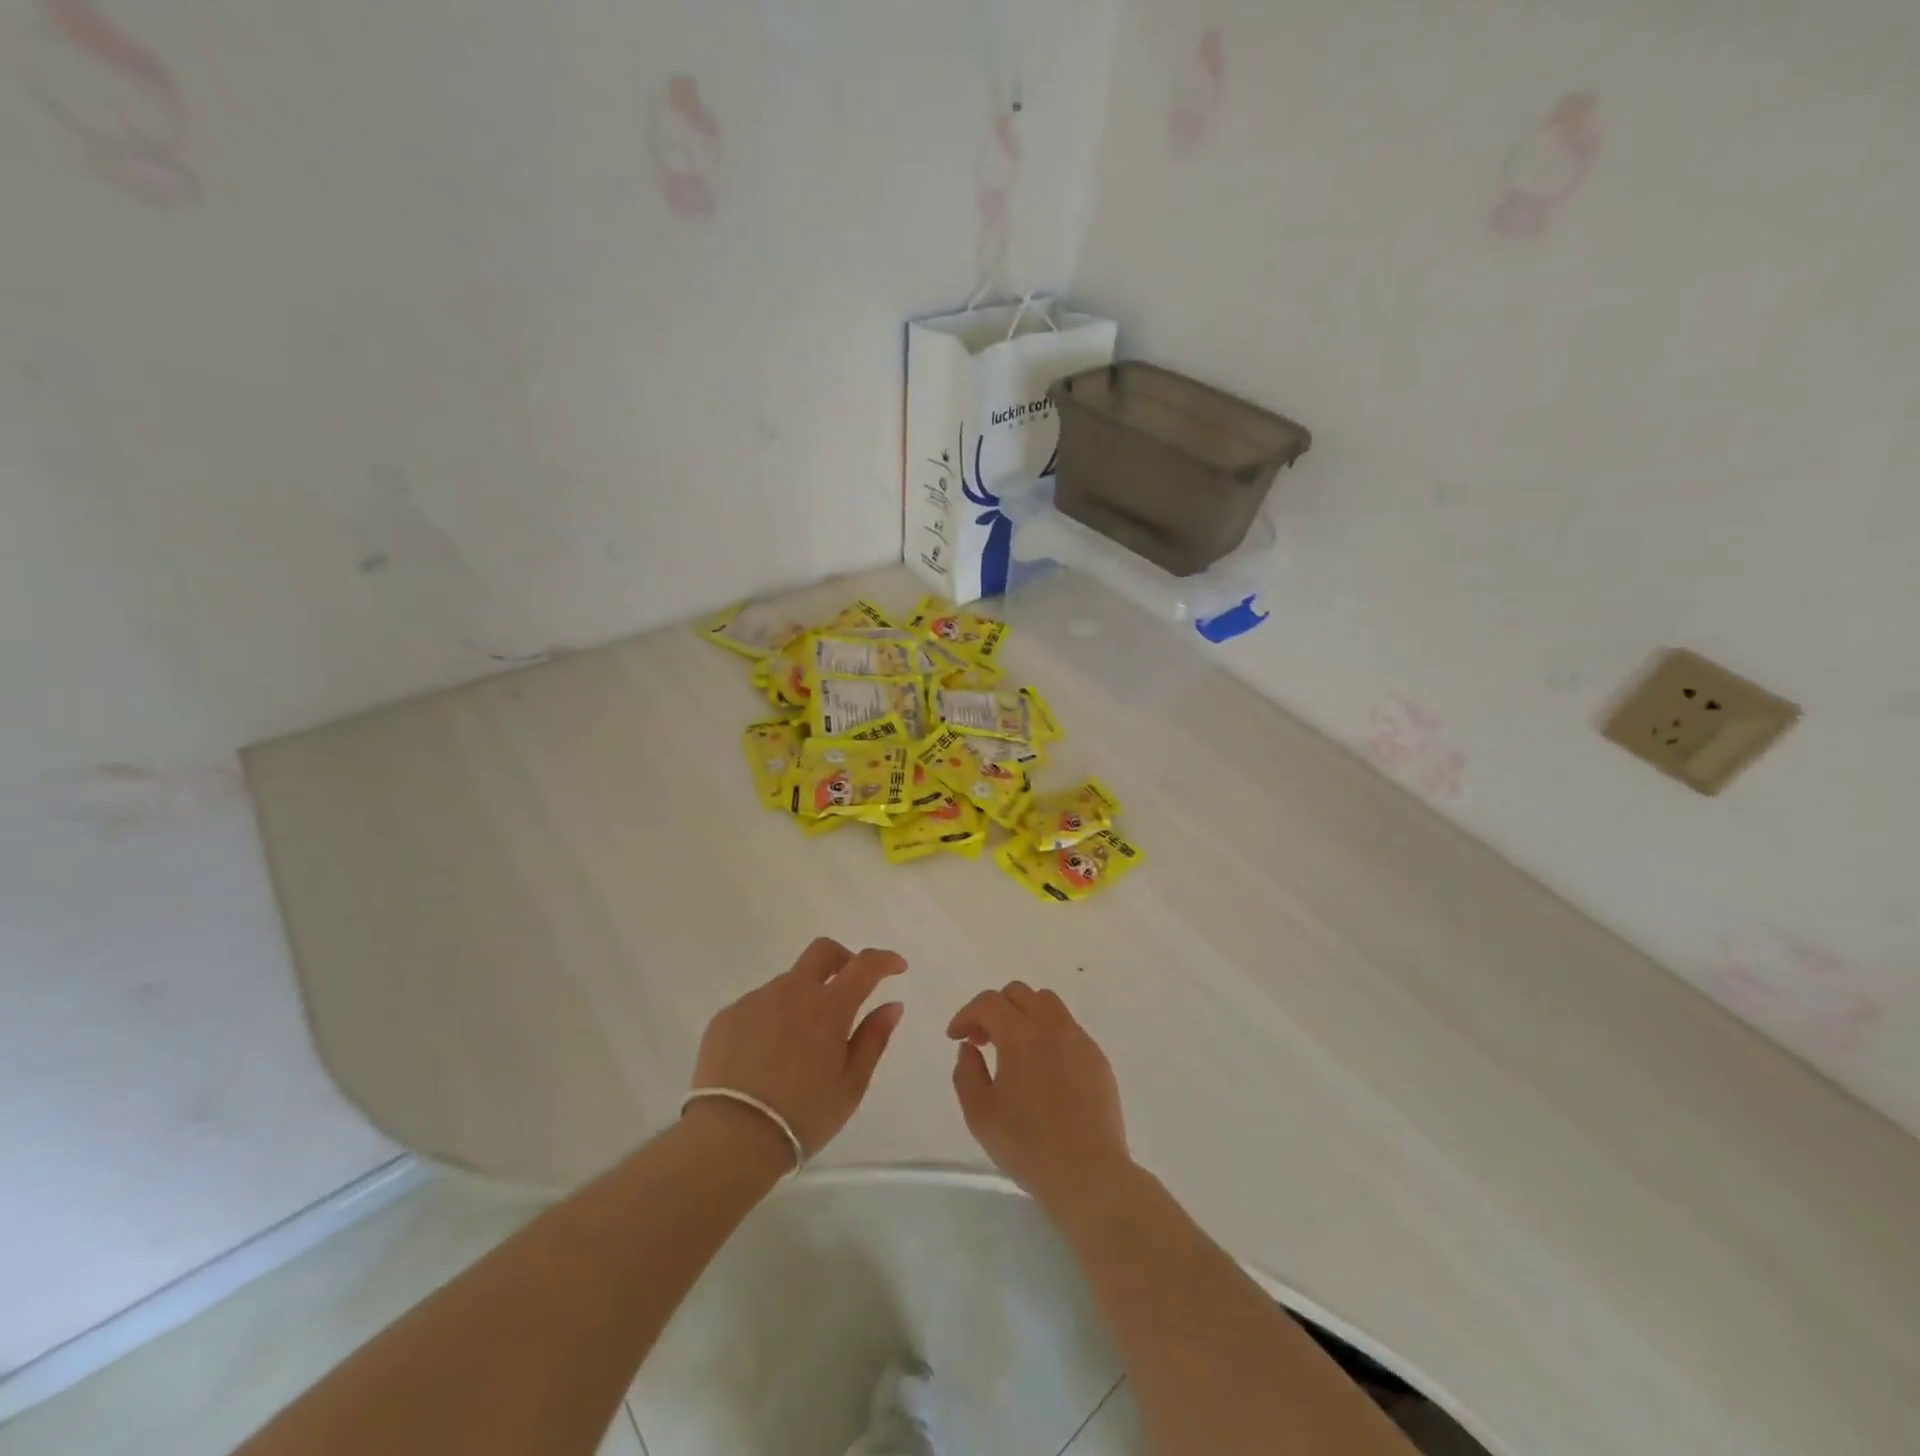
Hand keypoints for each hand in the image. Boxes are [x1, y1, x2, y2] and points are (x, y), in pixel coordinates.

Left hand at [689, 938, 905, 1158]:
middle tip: (848, 986)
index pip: (864, 965)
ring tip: (799, 1045)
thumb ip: (873, 1039)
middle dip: (842, 959)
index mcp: (829, 1007)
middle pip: (822, 952)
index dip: (884, 960)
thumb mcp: (851, 1085)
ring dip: (802, 999)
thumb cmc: (803, 1116)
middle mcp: (792, 991)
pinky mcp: (726, 1017)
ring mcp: (755, 1000)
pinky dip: (771, 1019)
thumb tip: (892, 1005)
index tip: (897, 967)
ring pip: (787, 984)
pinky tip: (766, 1056)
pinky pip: (758, 1006)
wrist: (730, 1139)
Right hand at [948, 982, 1131, 1213]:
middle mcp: (1052, 1026)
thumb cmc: (1028, 1146)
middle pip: (1019, 993)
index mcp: (1021, 1035)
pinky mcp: (1097, 1058)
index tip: (956, 1037)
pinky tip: (1043, 1069)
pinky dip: (1048, 1034)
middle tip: (982, 1041)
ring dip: (1023, 1014)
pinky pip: (1068, 1028)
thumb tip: (970, 1048)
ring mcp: (1079, 1039)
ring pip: (1047, 1003)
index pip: (988, 1003)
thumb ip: (966, 1073)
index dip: (966, 1014)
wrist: (1089, 1174)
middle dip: (994, 1009)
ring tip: (1014, 1049)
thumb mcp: (980, 1115)